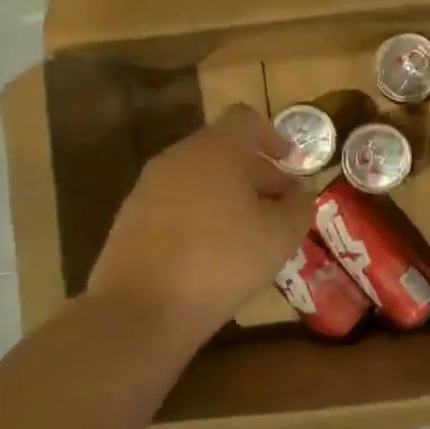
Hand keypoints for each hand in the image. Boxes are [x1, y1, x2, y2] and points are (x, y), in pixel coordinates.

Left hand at [84, 105, 312, 350]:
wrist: (138, 310)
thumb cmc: (222, 261)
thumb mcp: (281, 236)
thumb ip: (299, 206)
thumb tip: (298, 193)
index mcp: (217, 149)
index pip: (246, 119)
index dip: (273, 136)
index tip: (290, 163)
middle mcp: (178, 157)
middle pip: (222, 149)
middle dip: (255, 173)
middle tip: (278, 207)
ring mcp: (148, 187)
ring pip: (198, 178)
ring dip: (227, 196)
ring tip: (248, 235)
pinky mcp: (130, 219)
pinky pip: (176, 204)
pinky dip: (199, 216)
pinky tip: (211, 255)